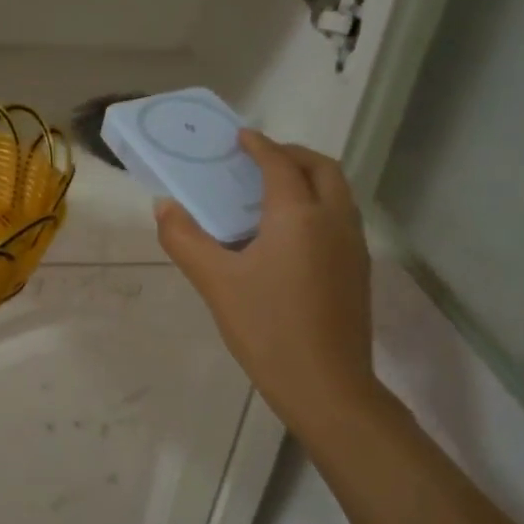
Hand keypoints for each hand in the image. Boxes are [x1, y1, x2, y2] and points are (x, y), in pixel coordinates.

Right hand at [155, 130, 384, 441]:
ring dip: (309, 178)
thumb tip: (164, 207)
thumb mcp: (216, 283)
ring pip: (338, 193)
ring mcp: (353, 246)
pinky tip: (290, 234)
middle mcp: (334, 220)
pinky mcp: (358, 270)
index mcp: (299, 215)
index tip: (240, 136)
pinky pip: (340, 217)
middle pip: (322, 168)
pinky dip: (318, 204)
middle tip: (259, 159)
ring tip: (272, 191)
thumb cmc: (267, 328)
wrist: (327, 386)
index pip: (280, 164)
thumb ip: (185, 239)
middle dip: (292, 154)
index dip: (259, 145)